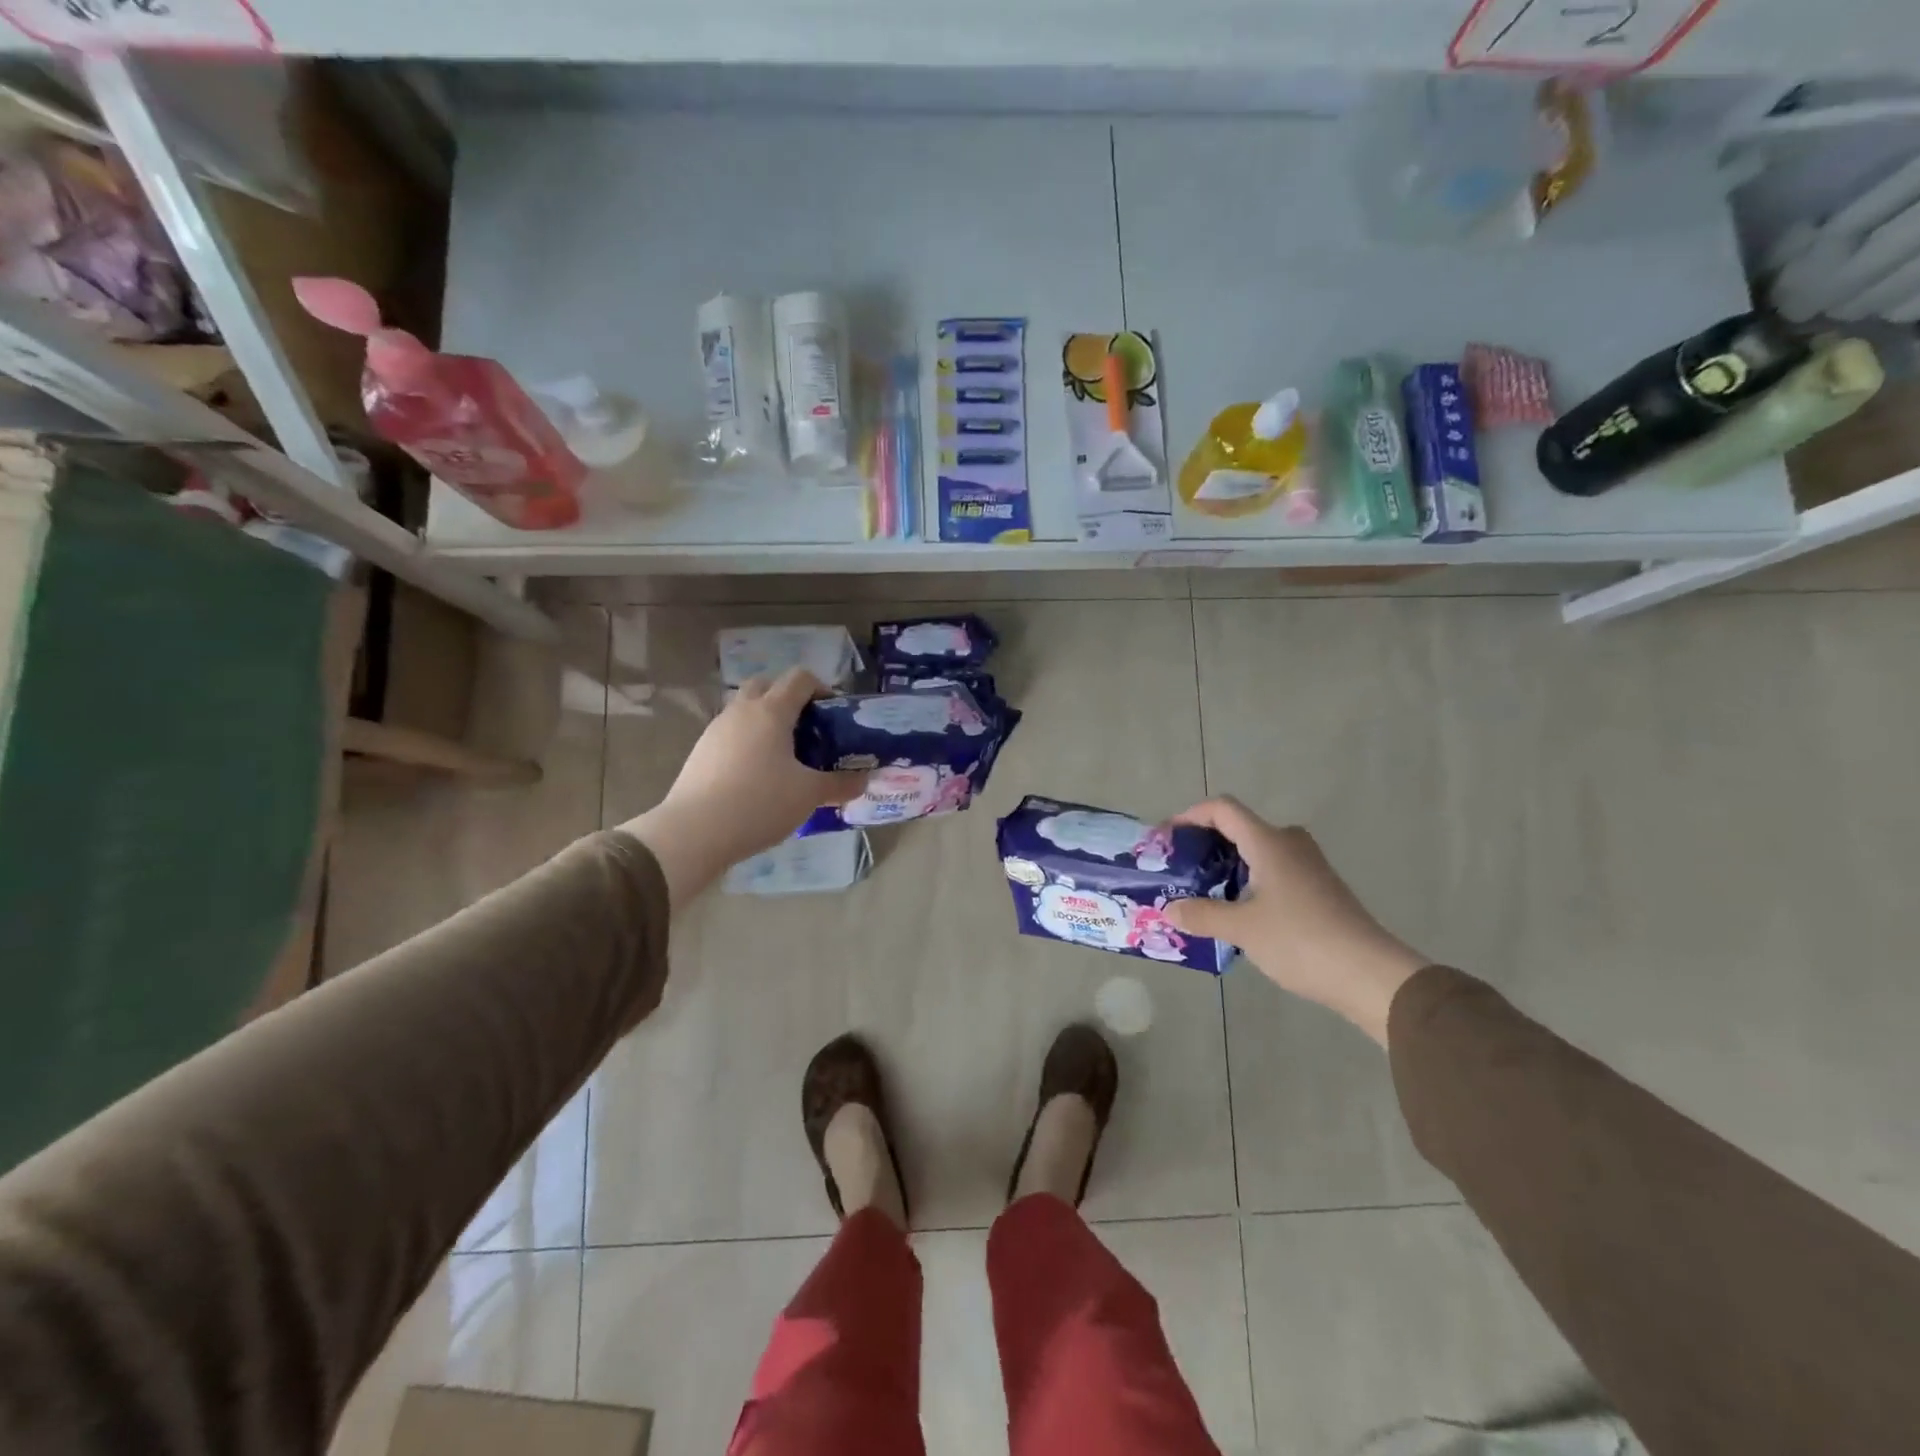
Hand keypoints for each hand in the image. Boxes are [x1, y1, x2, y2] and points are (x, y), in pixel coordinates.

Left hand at [618, 668, 868, 907]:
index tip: (834, 714)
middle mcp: (742, 711)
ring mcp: (716, 730)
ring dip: (766, 722)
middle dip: (789, 699)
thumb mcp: (808, 795)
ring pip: (745, 710)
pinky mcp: (700, 752)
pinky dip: (747, 743)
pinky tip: (757, 776)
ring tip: (784, 757)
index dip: (822, 689)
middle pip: (767, 685)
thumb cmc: (759, 803)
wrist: (693, 832)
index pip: (800, 678)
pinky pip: (731, 735)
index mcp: (771, 711)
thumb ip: (840, 784)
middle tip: (807, 730)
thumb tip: (864, 779)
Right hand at [1161, 798, 1428, 1045]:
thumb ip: (1201, 914)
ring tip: (1201, 894)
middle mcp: (1289, 844)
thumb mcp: (1242, 929)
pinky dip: (1247, 882)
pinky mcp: (1318, 890)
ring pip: (1256, 852)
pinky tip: (1236, 913)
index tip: (1166, 839)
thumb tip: (1170, 910)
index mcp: (1269, 842)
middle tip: (1180, 870)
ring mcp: (1308, 867)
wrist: (1370, 975)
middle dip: (1204, 845)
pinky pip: (1272, 872)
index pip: (1222, 808)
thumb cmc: (1301, 940)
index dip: (1189, 816)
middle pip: (1239, 828)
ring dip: (1225, 867)